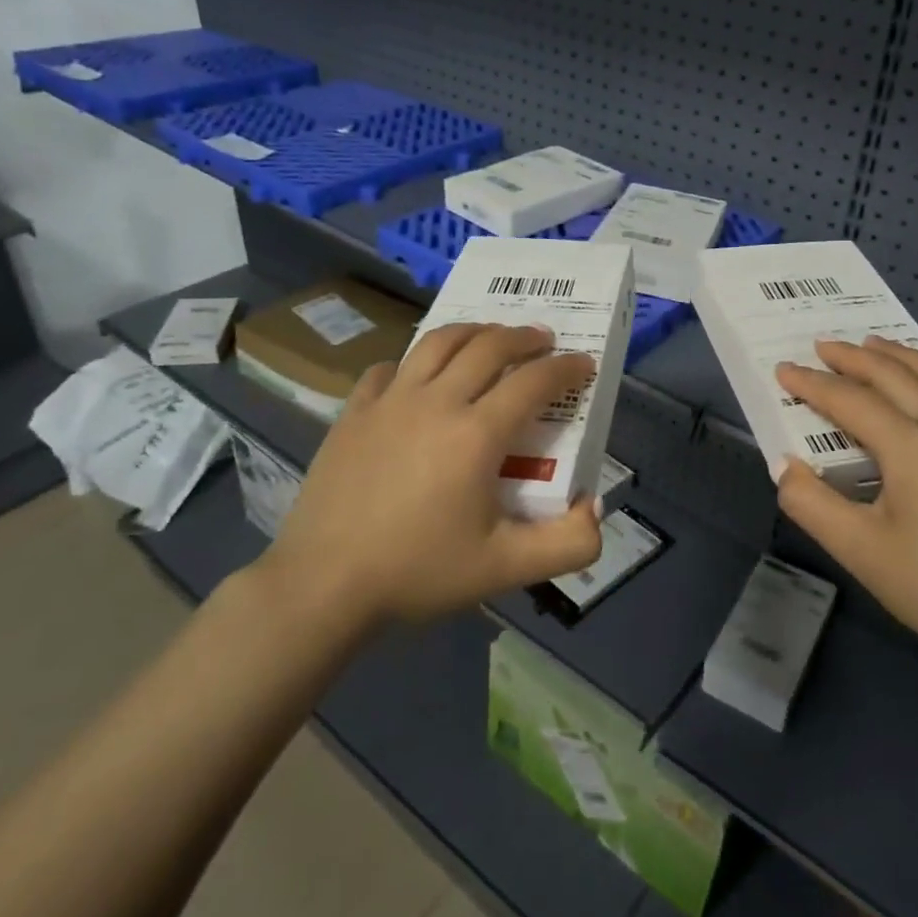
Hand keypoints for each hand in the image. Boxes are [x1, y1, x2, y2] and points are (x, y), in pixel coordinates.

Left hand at [261, 323, 603, 631]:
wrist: (323, 585)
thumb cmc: (418, 572)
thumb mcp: (505, 570)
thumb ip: (566, 545)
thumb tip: (595, 508)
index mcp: (477, 434)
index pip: (534, 382)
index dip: (566, 368)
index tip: (583, 364)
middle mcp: (437, 401)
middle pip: (489, 346)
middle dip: (524, 337)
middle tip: (543, 340)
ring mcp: (390, 401)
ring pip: (438, 342)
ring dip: (473, 331)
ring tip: (490, 336)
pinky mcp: (354, 411)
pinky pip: (388, 368)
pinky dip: (413, 363)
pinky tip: (417, 376)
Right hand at [774, 337, 917, 682]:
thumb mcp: (858, 551)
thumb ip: (811, 503)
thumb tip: (786, 467)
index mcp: (910, 446)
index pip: (850, 400)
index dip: (812, 384)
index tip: (783, 370)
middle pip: (894, 375)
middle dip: (853, 357)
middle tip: (823, 347)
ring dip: (902, 356)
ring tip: (876, 345)